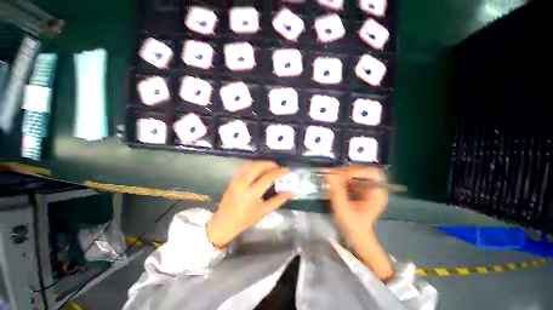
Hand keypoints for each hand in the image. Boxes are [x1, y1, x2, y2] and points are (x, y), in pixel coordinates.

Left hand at [207, 161, 292, 247]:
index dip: (279, 172)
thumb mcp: (264, 211)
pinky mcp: (233, 179)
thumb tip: (291, 193)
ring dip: (262, 163)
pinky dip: (254, 165)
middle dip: (270, 164)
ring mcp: (236, 180)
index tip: (287, 170)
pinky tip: (259, 169)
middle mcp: (243, 183)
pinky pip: (244, 167)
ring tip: (270, 167)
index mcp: (251, 194)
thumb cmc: (245, 220)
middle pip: (258, 166)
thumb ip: (278, 200)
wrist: (223, 223)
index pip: (268, 177)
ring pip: (250, 164)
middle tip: (278, 167)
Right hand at [326, 166, 387, 236]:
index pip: (371, 174)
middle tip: (334, 175)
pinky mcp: (360, 190)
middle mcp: (375, 189)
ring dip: (344, 174)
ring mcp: (367, 189)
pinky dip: (343, 179)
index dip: (356, 172)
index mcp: (377, 194)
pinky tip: (335, 183)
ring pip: (356, 174)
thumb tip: (330, 174)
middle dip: (348, 172)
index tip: (340, 176)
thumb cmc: (352, 225)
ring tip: (333, 178)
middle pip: (363, 171)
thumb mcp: (343, 209)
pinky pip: (352, 179)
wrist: (356, 236)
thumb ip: (337, 191)